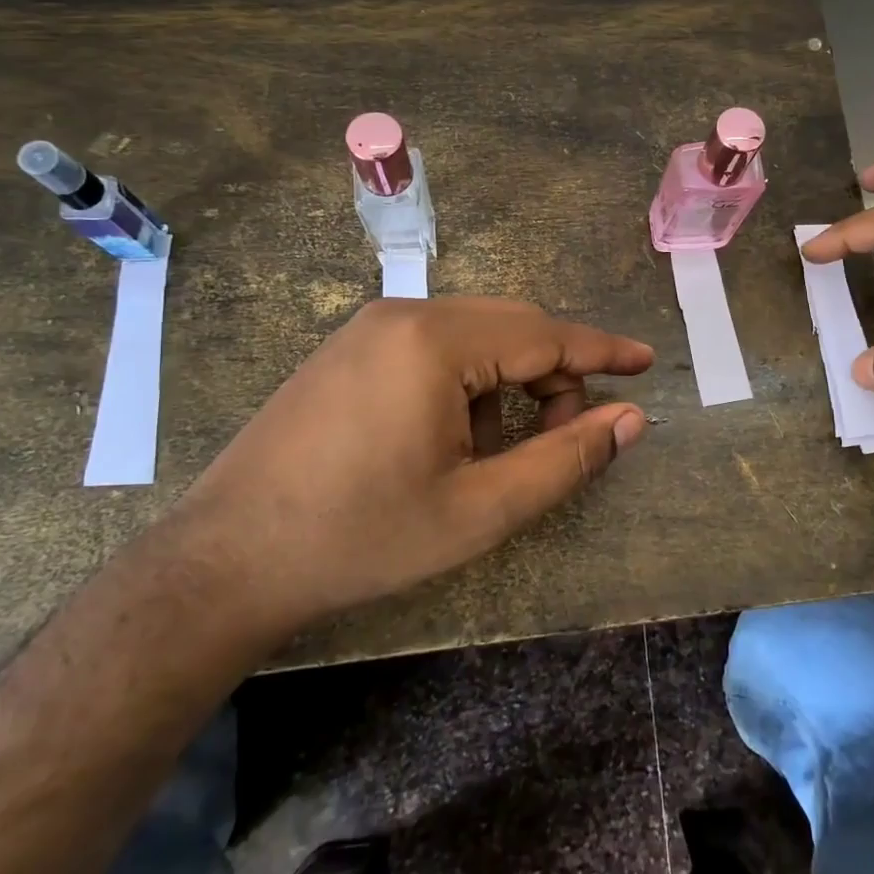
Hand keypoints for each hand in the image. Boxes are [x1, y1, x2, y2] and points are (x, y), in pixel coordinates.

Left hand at [165, 297, 652, 642]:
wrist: (228, 559)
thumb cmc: (362, 537)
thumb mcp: (480, 510)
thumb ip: (564, 459)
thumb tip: (631, 420)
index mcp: (436, 341)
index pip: (545, 335)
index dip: (602, 350)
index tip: (646, 361)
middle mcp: (404, 314)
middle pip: (511, 326)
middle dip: (555, 372)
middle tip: (574, 429)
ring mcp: (369, 326)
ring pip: (474, 334)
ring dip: (510, 377)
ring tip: (504, 447)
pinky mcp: (348, 348)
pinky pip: (435, 344)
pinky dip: (469, 378)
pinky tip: (454, 434)